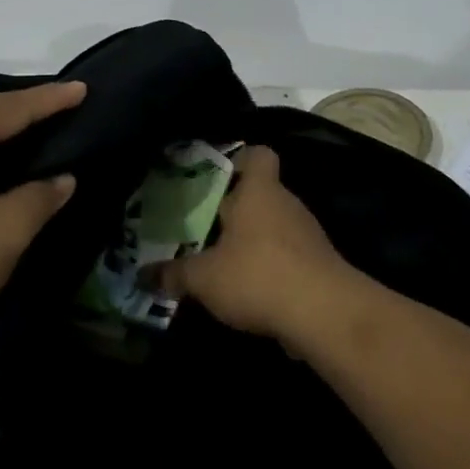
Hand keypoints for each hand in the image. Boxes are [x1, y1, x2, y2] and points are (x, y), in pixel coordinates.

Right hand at [155, 145, 357, 344]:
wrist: (324, 313)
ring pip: (275, 227)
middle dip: (237, 210)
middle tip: (205, 227)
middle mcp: (287, 203)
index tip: (218, 176)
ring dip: (254, 242)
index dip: (240, 159)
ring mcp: (308, 234)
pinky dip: (272, 268)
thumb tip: (144, 275)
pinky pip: (289, 257)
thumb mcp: (204, 278)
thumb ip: (174, 274)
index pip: (258, 155)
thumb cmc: (258, 275)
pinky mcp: (320, 265)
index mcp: (259, 191)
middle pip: (262, 194)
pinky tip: (250, 291)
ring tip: (222, 263)